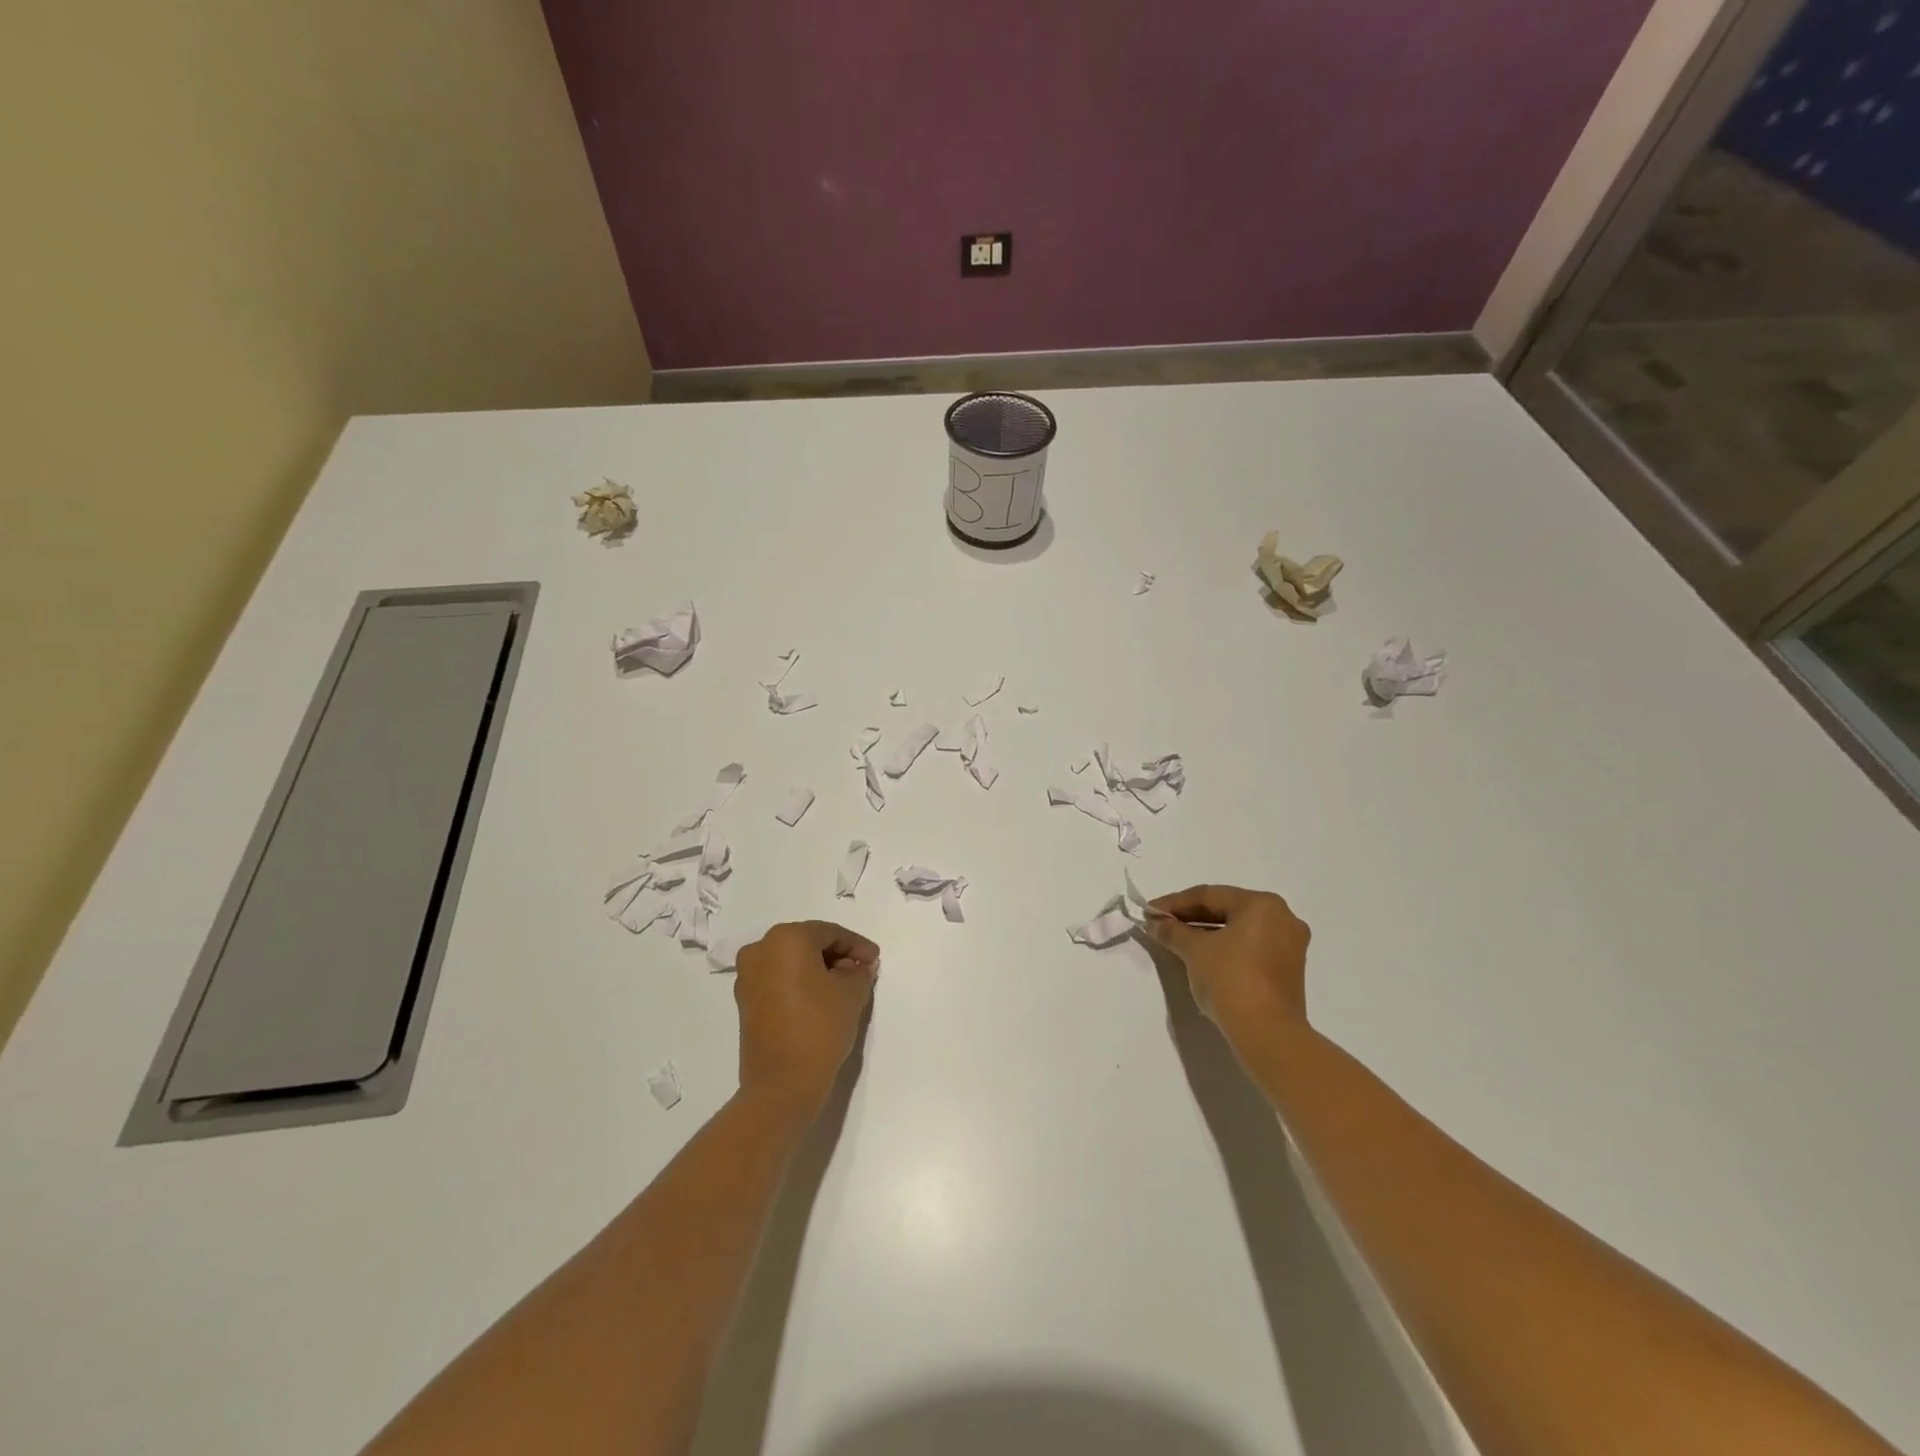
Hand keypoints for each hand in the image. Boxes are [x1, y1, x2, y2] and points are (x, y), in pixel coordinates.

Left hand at [734, 921, 879, 1118]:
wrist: (782, 1084)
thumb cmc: (820, 1027)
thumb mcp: (852, 993)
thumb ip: (859, 971)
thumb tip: (859, 966)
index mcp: (785, 938)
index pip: (829, 933)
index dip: (856, 945)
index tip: (875, 961)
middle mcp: (760, 950)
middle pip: (807, 943)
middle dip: (836, 955)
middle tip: (861, 972)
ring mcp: (748, 976)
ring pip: (791, 962)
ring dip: (817, 969)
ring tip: (844, 987)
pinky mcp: (745, 1001)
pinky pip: (778, 980)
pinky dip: (800, 983)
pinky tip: (821, 999)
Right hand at [1145, 885, 1310, 1043]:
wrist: (1266, 1032)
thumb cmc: (1230, 978)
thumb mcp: (1194, 950)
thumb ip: (1173, 931)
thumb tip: (1155, 923)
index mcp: (1262, 904)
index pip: (1209, 895)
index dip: (1174, 903)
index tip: (1149, 912)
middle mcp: (1282, 917)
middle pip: (1226, 910)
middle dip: (1190, 918)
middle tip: (1161, 924)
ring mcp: (1289, 945)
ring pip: (1238, 930)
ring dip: (1206, 934)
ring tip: (1177, 941)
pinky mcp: (1288, 970)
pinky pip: (1250, 948)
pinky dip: (1225, 948)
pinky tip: (1202, 956)